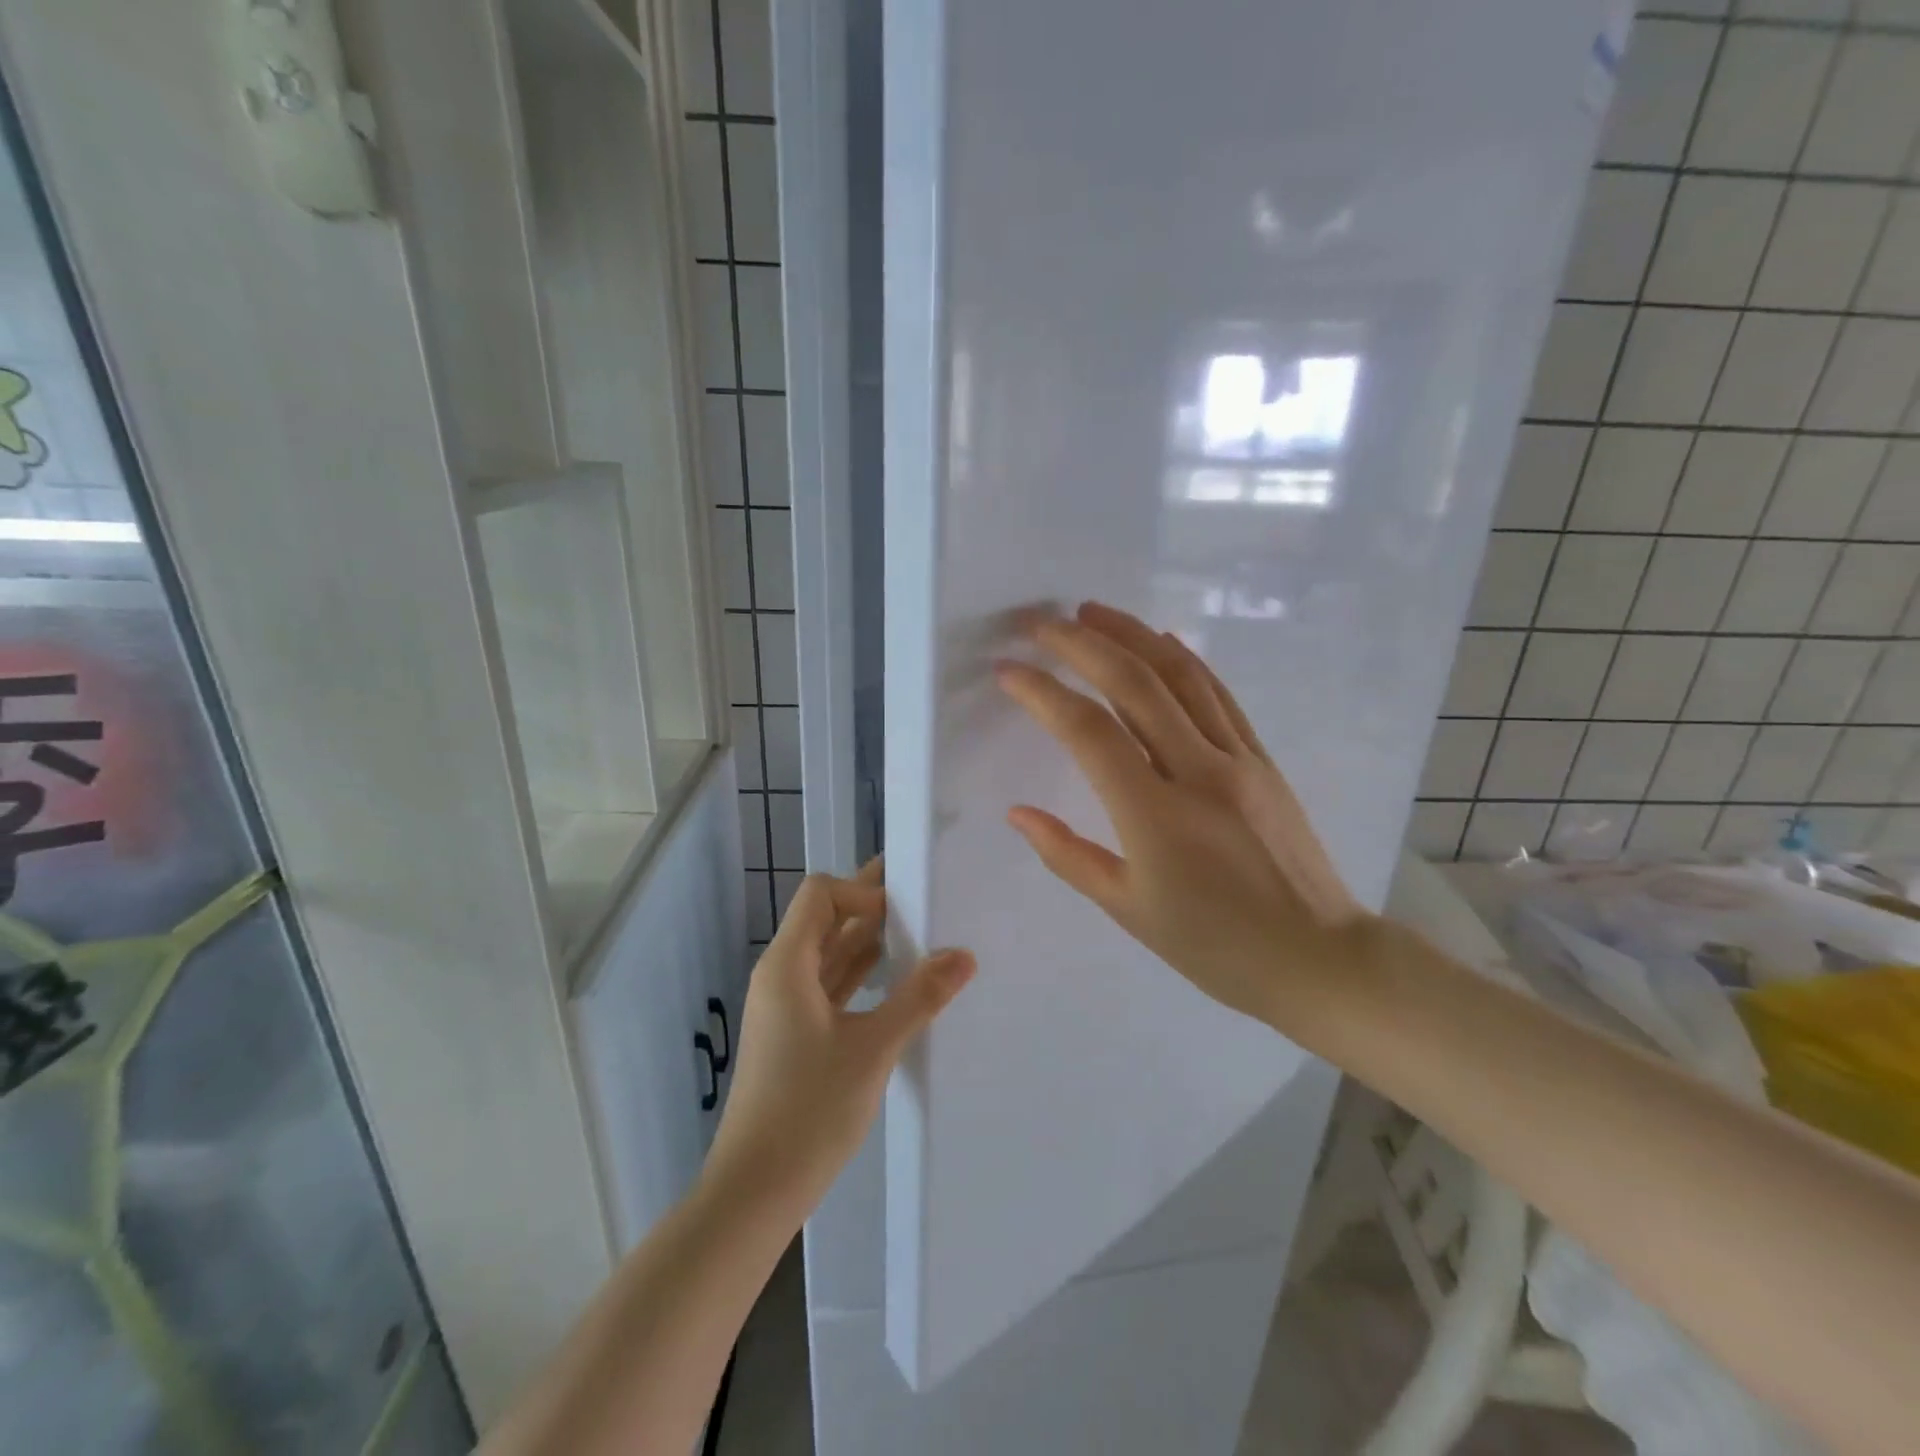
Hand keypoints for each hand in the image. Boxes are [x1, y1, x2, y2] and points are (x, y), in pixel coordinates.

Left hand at [703, 859, 974, 1224]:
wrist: (756, 1189)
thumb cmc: (809, 1110)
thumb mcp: (872, 1049)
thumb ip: (919, 998)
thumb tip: (964, 956)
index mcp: (788, 965)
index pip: (820, 895)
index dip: (861, 892)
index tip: (905, 911)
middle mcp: (782, 975)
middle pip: (826, 919)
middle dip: (871, 906)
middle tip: (922, 894)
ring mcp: (787, 1006)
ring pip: (831, 954)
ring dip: (869, 941)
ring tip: (920, 932)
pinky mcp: (797, 1034)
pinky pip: (831, 985)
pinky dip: (862, 974)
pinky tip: (896, 980)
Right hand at [996, 601, 1370, 1031]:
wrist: (1317, 958)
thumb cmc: (1214, 947)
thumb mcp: (1128, 910)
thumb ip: (1067, 856)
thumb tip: (1017, 813)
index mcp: (1156, 817)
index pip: (1088, 733)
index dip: (1043, 694)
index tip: (1009, 671)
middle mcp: (1198, 772)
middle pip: (1134, 685)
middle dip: (1083, 645)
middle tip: (1042, 623)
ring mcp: (1238, 759)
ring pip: (1181, 676)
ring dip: (1132, 635)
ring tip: (1092, 612)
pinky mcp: (1262, 759)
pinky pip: (1218, 694)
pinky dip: (1184, 660)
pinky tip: (1159, 640)